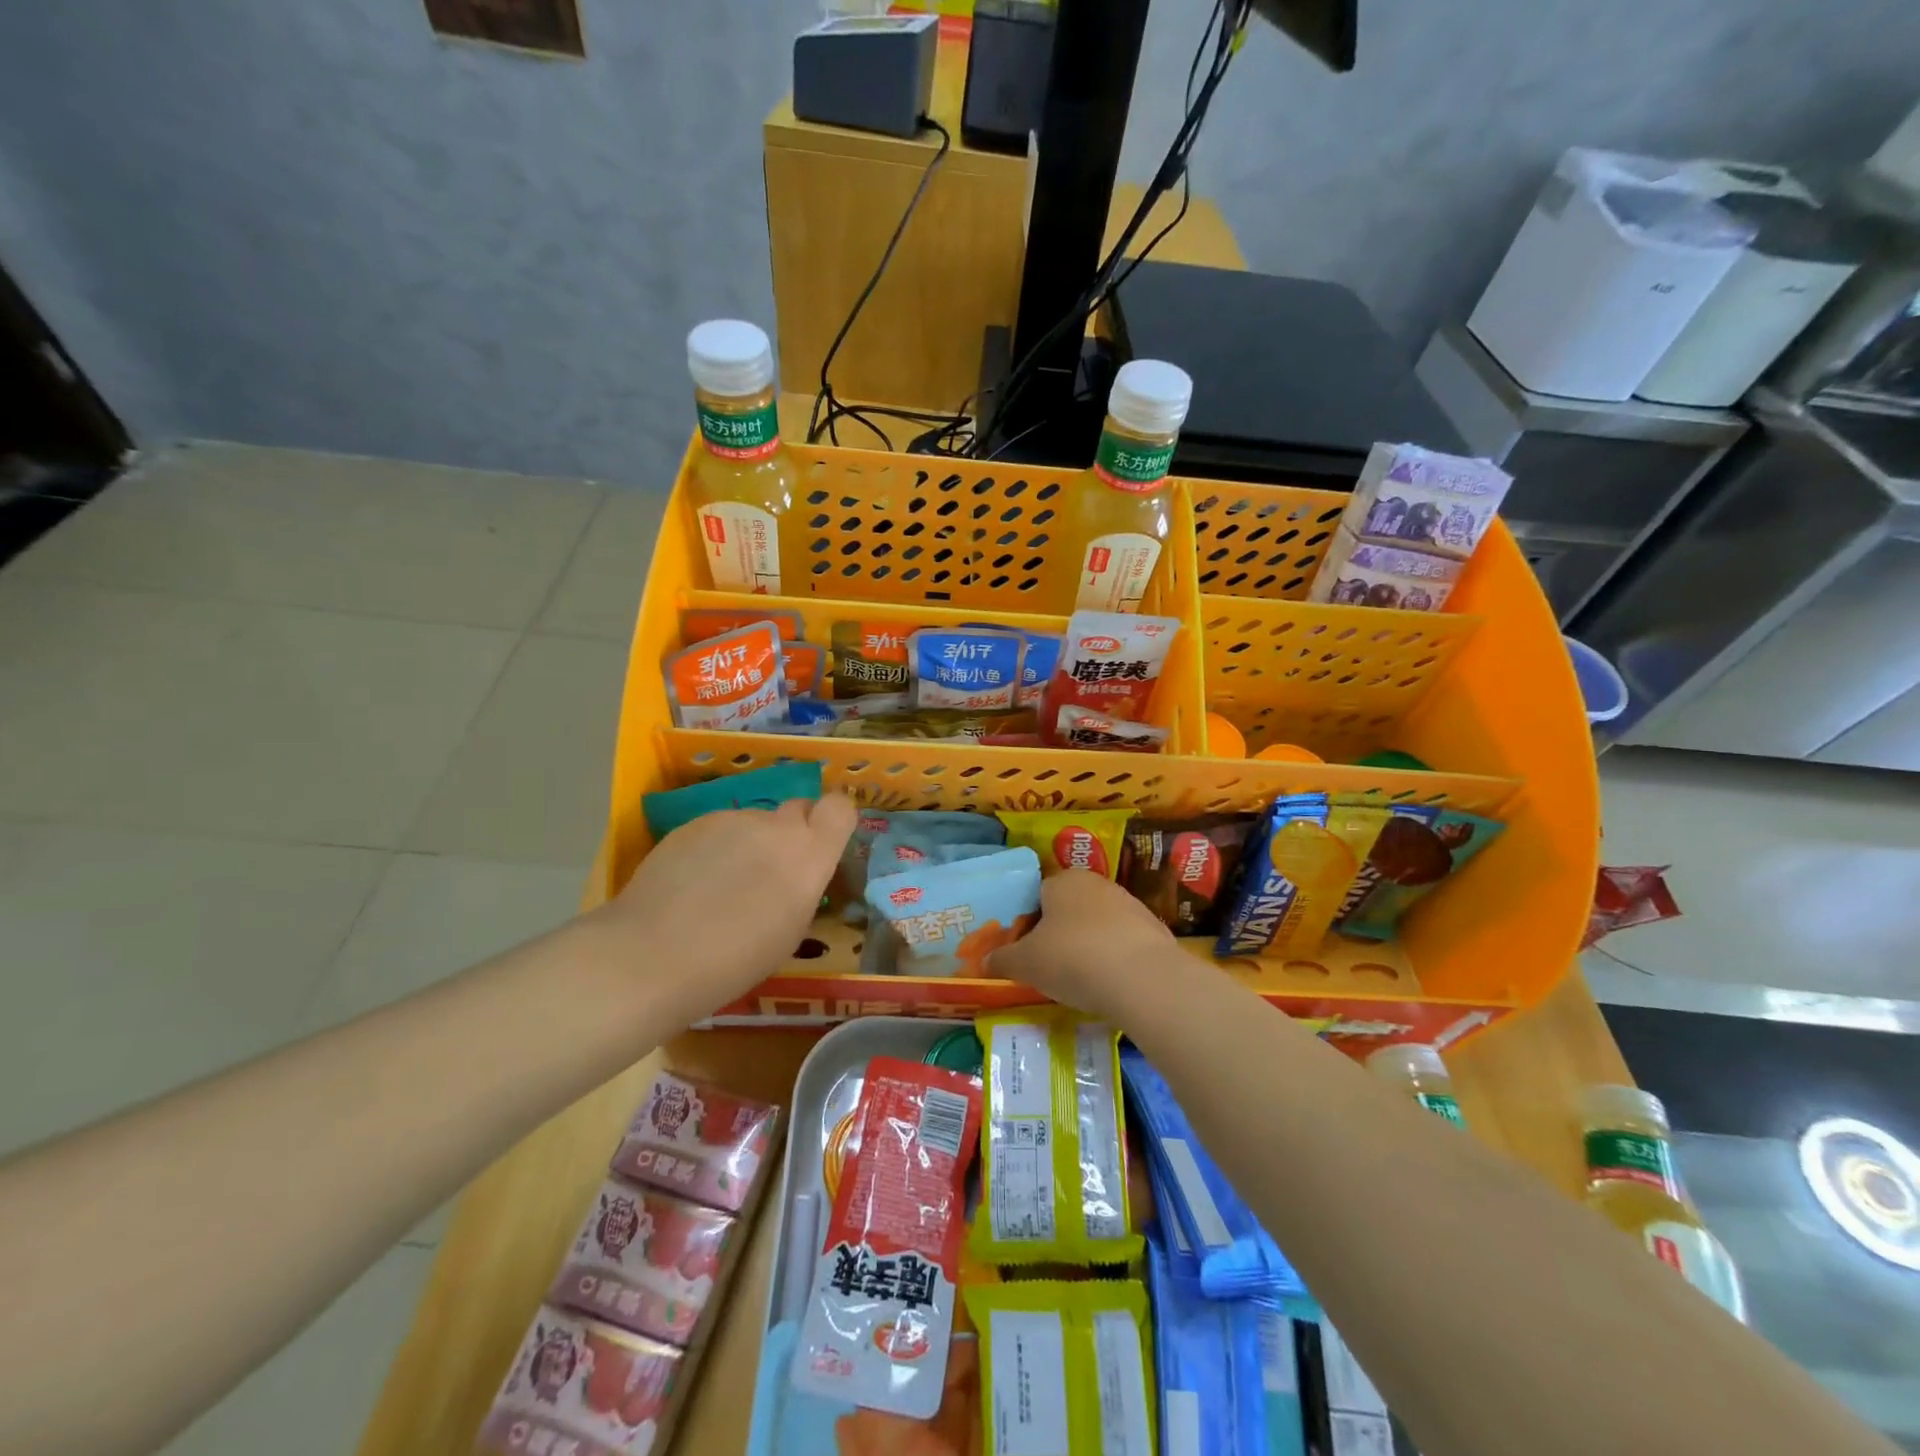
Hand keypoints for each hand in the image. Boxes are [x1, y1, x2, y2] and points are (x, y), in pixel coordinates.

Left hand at [596, 792, 857, 1016]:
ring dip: (747, 845)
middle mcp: (775, 827)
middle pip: (796, 810)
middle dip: (790, 833)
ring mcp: (731, 820)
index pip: (840, 807)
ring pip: (753, 824)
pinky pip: (717, 830)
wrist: (653, 955)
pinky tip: (690, 885)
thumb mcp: (790, 931)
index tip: (822, 843)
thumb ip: (801, 886)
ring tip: (719, 888)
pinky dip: (713, 850)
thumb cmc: (735, 961)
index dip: (833, 820)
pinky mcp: (692, 823)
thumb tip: (794, 873)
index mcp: (809, 854)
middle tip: (770, 871)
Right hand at [988, 869, 1190, 1023]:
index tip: (1023, 949)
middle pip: (1068, 907)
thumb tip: (985, 961)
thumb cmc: (1072, 958)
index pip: (1037, 894)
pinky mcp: (1153, 930)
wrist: (1143, 979)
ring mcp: (1129, 904)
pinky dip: (1112, 959)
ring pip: (1097, 924)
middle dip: (1057, 932)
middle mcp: (1096, 883)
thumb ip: (1002, 959)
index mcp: (1063, 880)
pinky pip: (1122, 942)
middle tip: (1046, 965)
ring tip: (1078, 979)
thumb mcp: (1025, 963)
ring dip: (1086, 945)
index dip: (1026, 922)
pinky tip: (1108, 983)